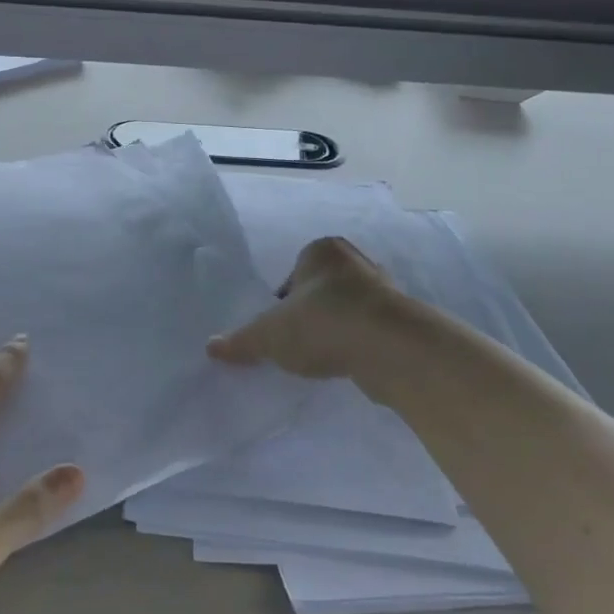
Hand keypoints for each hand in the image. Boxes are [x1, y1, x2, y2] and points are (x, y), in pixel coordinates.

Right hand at [207, 236, 398, 383]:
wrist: (390, 348)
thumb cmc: (322, 324)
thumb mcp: (270, 335)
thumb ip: (241, 341)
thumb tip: (211, 347)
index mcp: (321, 251)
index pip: (294, 271)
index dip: (283, 300)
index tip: (280, 326)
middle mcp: (355, 261)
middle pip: (322, 288)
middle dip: (311, 312)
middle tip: (298, 340)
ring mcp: (384, 289)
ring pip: (348, 308)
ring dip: (337, 328)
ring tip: (324, 355)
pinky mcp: (402, 319)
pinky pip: (370, 329)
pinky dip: (359, 343)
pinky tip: (349, 363)